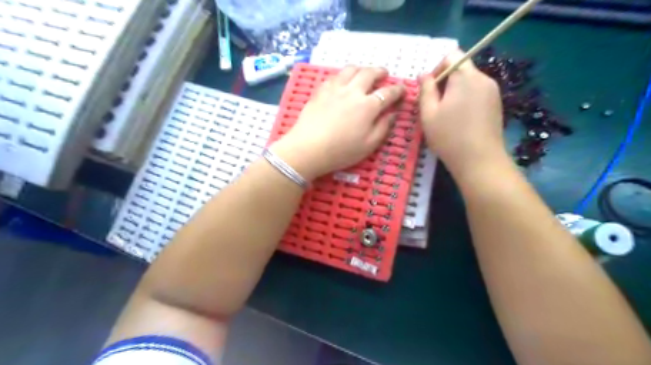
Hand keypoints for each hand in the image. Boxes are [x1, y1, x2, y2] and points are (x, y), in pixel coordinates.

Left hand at [272, 66, 405, 181]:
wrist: (308, 148)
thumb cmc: (341, 151)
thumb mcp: (369, 145)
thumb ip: (383, 127)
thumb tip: (393, 113)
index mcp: (368, 106)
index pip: (388, 93)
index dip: (398, 90)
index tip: (402, 89)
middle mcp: (353, 92)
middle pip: (369, 74)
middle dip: (380, 72)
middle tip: (384, 74)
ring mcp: (335, 89)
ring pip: (351, 70)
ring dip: (361, 69)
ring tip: (364, 73)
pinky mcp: (320, 91)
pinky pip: (334, 76)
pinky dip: (342, 75)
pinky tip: (342, 81)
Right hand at [420, 50, 504, 181]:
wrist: (480, 161)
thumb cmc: (449, 136)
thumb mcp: (428, 113)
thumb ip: (425, 89)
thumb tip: (423, 74)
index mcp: (465, 77)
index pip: (452, 55)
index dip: (437, 68)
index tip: (429, 89)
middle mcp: (483, 78)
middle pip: (462, 68)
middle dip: (445, 82)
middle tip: (434, 105)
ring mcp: (493, 91)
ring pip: (469, 82)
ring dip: (455, 92)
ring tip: (446, 115)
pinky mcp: (497, 104)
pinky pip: (478, 93)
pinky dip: (466, 99)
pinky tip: (460, 120)